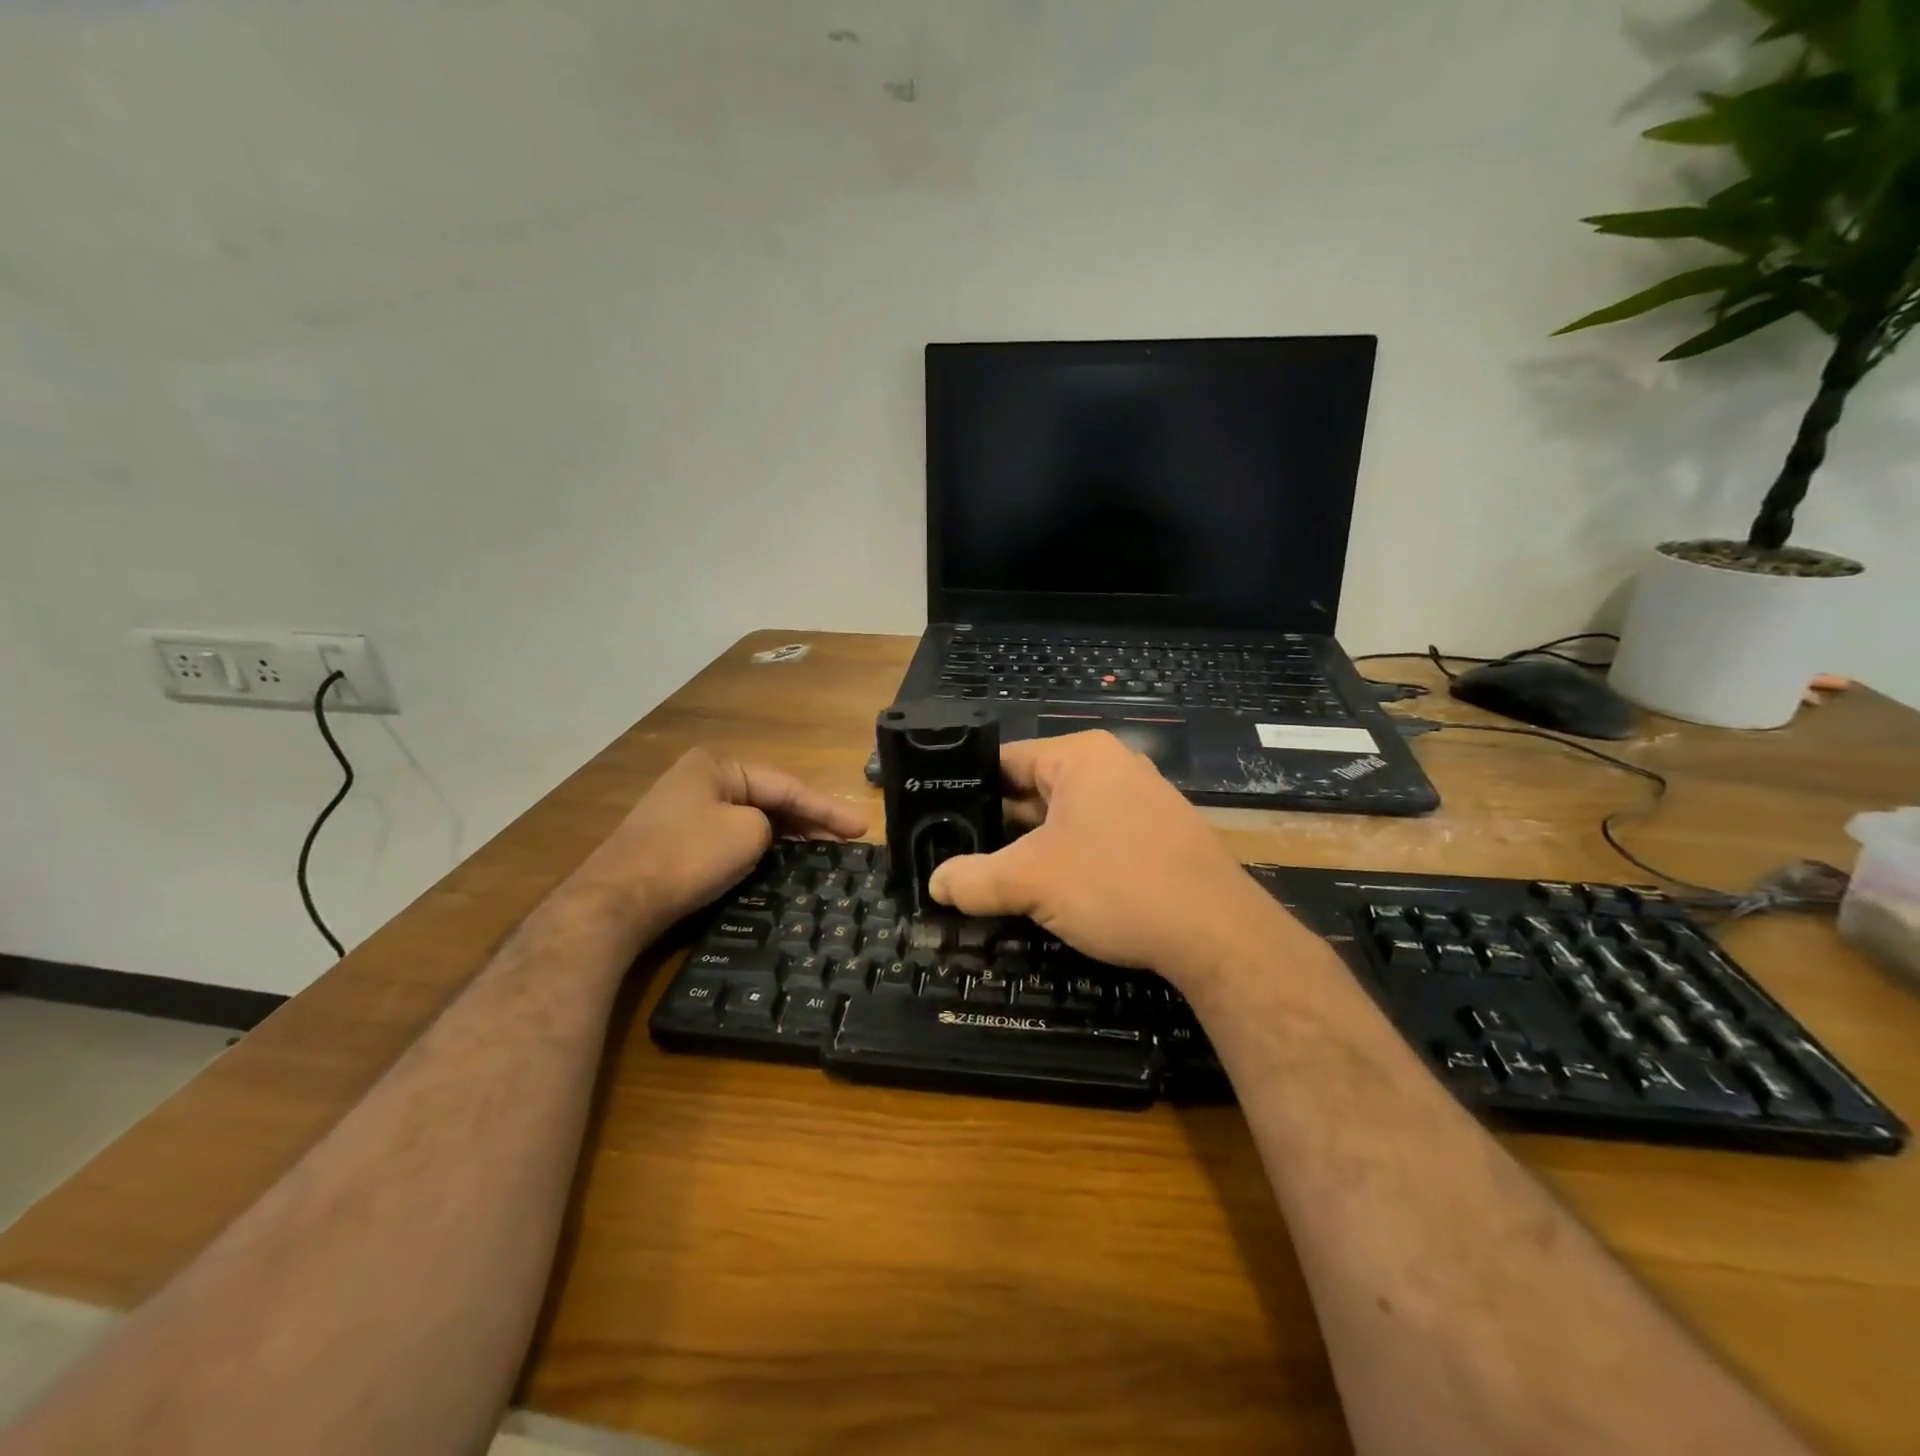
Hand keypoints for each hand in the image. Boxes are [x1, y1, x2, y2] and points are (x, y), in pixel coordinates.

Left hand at [573, 747, 867, 929]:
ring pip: (752, 819)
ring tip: (826, 851)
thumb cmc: (687, 857)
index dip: (827, 807)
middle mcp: (701, 780)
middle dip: (810, 820)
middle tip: (848, 841)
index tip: (862, 827)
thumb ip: (771, 824)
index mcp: (717, 765)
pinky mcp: (677, 842)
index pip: (786, 785)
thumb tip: (765, 834)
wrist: (616, 902)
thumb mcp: (747, 832)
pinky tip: (782, 863)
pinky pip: (732, 838)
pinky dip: (761, 849)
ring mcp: (686, 811)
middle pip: (769, 799)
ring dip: (788, 835)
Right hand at [927, 731, 1296, 987]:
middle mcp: (1113, 768)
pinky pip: (1095, 838)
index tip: (938, 820)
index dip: (967, 789)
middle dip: (999, 827)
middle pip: (1034, 791)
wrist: (1217, 934)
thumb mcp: (1031, 881)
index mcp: (1081, 757)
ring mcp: (1141, 802)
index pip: (1005, 760)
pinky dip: (1068, 861)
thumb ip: (974, 879)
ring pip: (1065, 820)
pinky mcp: (1158, 837)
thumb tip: (935, 885)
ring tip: (992, 878)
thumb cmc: (1117, 884)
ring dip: (1032, 849)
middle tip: (957, 856)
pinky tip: (1049, 893)